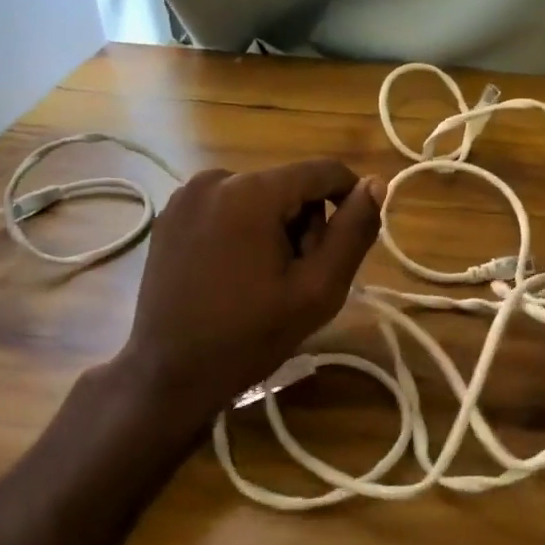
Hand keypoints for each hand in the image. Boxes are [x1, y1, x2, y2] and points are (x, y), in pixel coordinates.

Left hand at [118, 159, 384, 413]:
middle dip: (306, 224)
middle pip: (290, 185)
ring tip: (264, 280)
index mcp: (252, 191)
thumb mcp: (318, 289)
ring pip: (260, 197)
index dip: (348, 199)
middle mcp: (216, 178)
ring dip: (276, 228)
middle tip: (297, 278)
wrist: (168, 374)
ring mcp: (187, 195)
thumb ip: (354, 232)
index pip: (323, 171)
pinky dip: (243, 231)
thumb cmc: (249, 335)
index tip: (345, 244)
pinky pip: (228, 207)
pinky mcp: (171, 215)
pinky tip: (233, 273)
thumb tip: (375, 184)